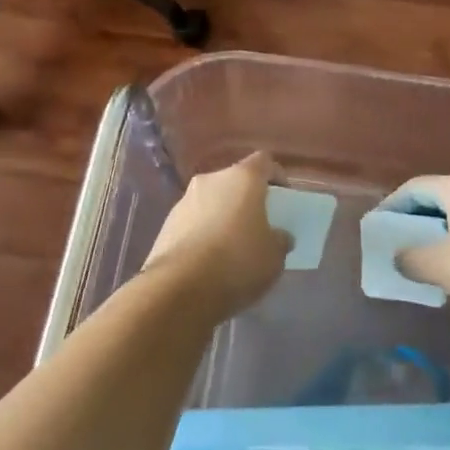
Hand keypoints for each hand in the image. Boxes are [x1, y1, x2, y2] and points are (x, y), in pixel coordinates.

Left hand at [144, 154, 289, 317]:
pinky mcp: (167, 223)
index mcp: (243, 178)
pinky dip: (203, 232)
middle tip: (258, 224)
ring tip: (232, 246)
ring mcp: (185, 200)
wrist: (180, 288)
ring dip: (223, 215)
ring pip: (212, 201)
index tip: (283, 199)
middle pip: (235, 181)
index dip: (276, 176)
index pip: (264, 162)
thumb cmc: (238, 262)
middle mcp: (211, 180)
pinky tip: (209, 259)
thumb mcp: (274, 257)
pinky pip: (193, 221)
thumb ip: (280, 240)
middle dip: (247, 199)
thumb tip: (278, 236)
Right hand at [389, 173, 449, 320]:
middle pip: (437, 199)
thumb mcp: (439, 265)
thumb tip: (399, 258)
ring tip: (422, 258)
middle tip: (397, 242)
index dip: (391, 206)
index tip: (378, 227)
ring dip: (437, 234)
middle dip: (415, 221)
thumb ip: (411, 259)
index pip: (414, 188)